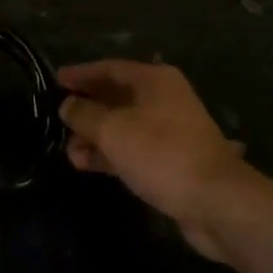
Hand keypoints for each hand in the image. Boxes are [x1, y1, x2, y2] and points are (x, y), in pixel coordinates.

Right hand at [59, 59, 267, 262]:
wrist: (218, 204)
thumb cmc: (162, 154)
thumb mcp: (113, 130)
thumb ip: (84, 114)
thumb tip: (66, 105)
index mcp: (154, 80)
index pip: (109, 68)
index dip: (81, 74)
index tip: (55, 80)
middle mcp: (163, 99)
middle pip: (116, 96)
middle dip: (86, 109)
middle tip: (57, 118)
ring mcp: (169, 131)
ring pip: (122, 125)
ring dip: (95, 136)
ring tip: (68, 150)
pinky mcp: (171, 161)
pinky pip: (132, 149)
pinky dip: (110, 154)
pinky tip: (85, 164)